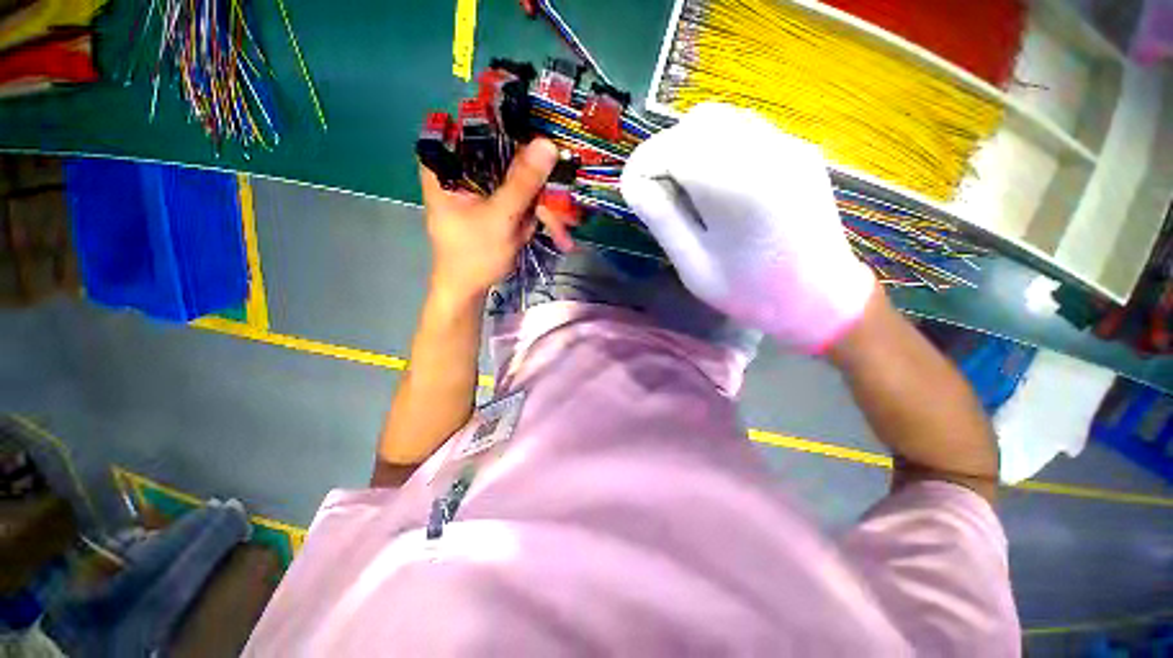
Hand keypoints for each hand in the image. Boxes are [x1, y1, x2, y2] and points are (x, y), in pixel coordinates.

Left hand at [420, 139, 562, 304]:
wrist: (469, 289)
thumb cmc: (473, 255)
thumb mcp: (499, 218)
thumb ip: (522, 183)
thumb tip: (547, 143)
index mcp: (447, 164)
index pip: (477, 125)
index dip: (510, 124)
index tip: (541, 132)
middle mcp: (463, 168)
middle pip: (503, 153)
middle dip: (534, 176)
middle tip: (558, 193)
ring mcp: (482, 186)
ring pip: (517, 176)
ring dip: (541, 199)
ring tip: (556, 226)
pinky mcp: (496, 202)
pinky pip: (521, 195)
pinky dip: (537, 210)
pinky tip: (549, 227)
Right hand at [620, 103, 875, 352]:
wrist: (820, 298)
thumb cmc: (751, 292)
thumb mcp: (694, 266)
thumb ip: (662, 218)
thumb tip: (634, 182)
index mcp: (737, 186)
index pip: (671, 148)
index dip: (643, 166)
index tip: (633, 192)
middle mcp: (766, 150)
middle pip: (695, 124)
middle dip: (665, 153)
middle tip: (661, 193)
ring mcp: (787, 144)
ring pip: (720, 119)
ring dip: (690, 146)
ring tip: (687, 188)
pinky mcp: (798, 148)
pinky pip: (743, 129)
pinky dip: (716, 145)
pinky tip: (718, 182)